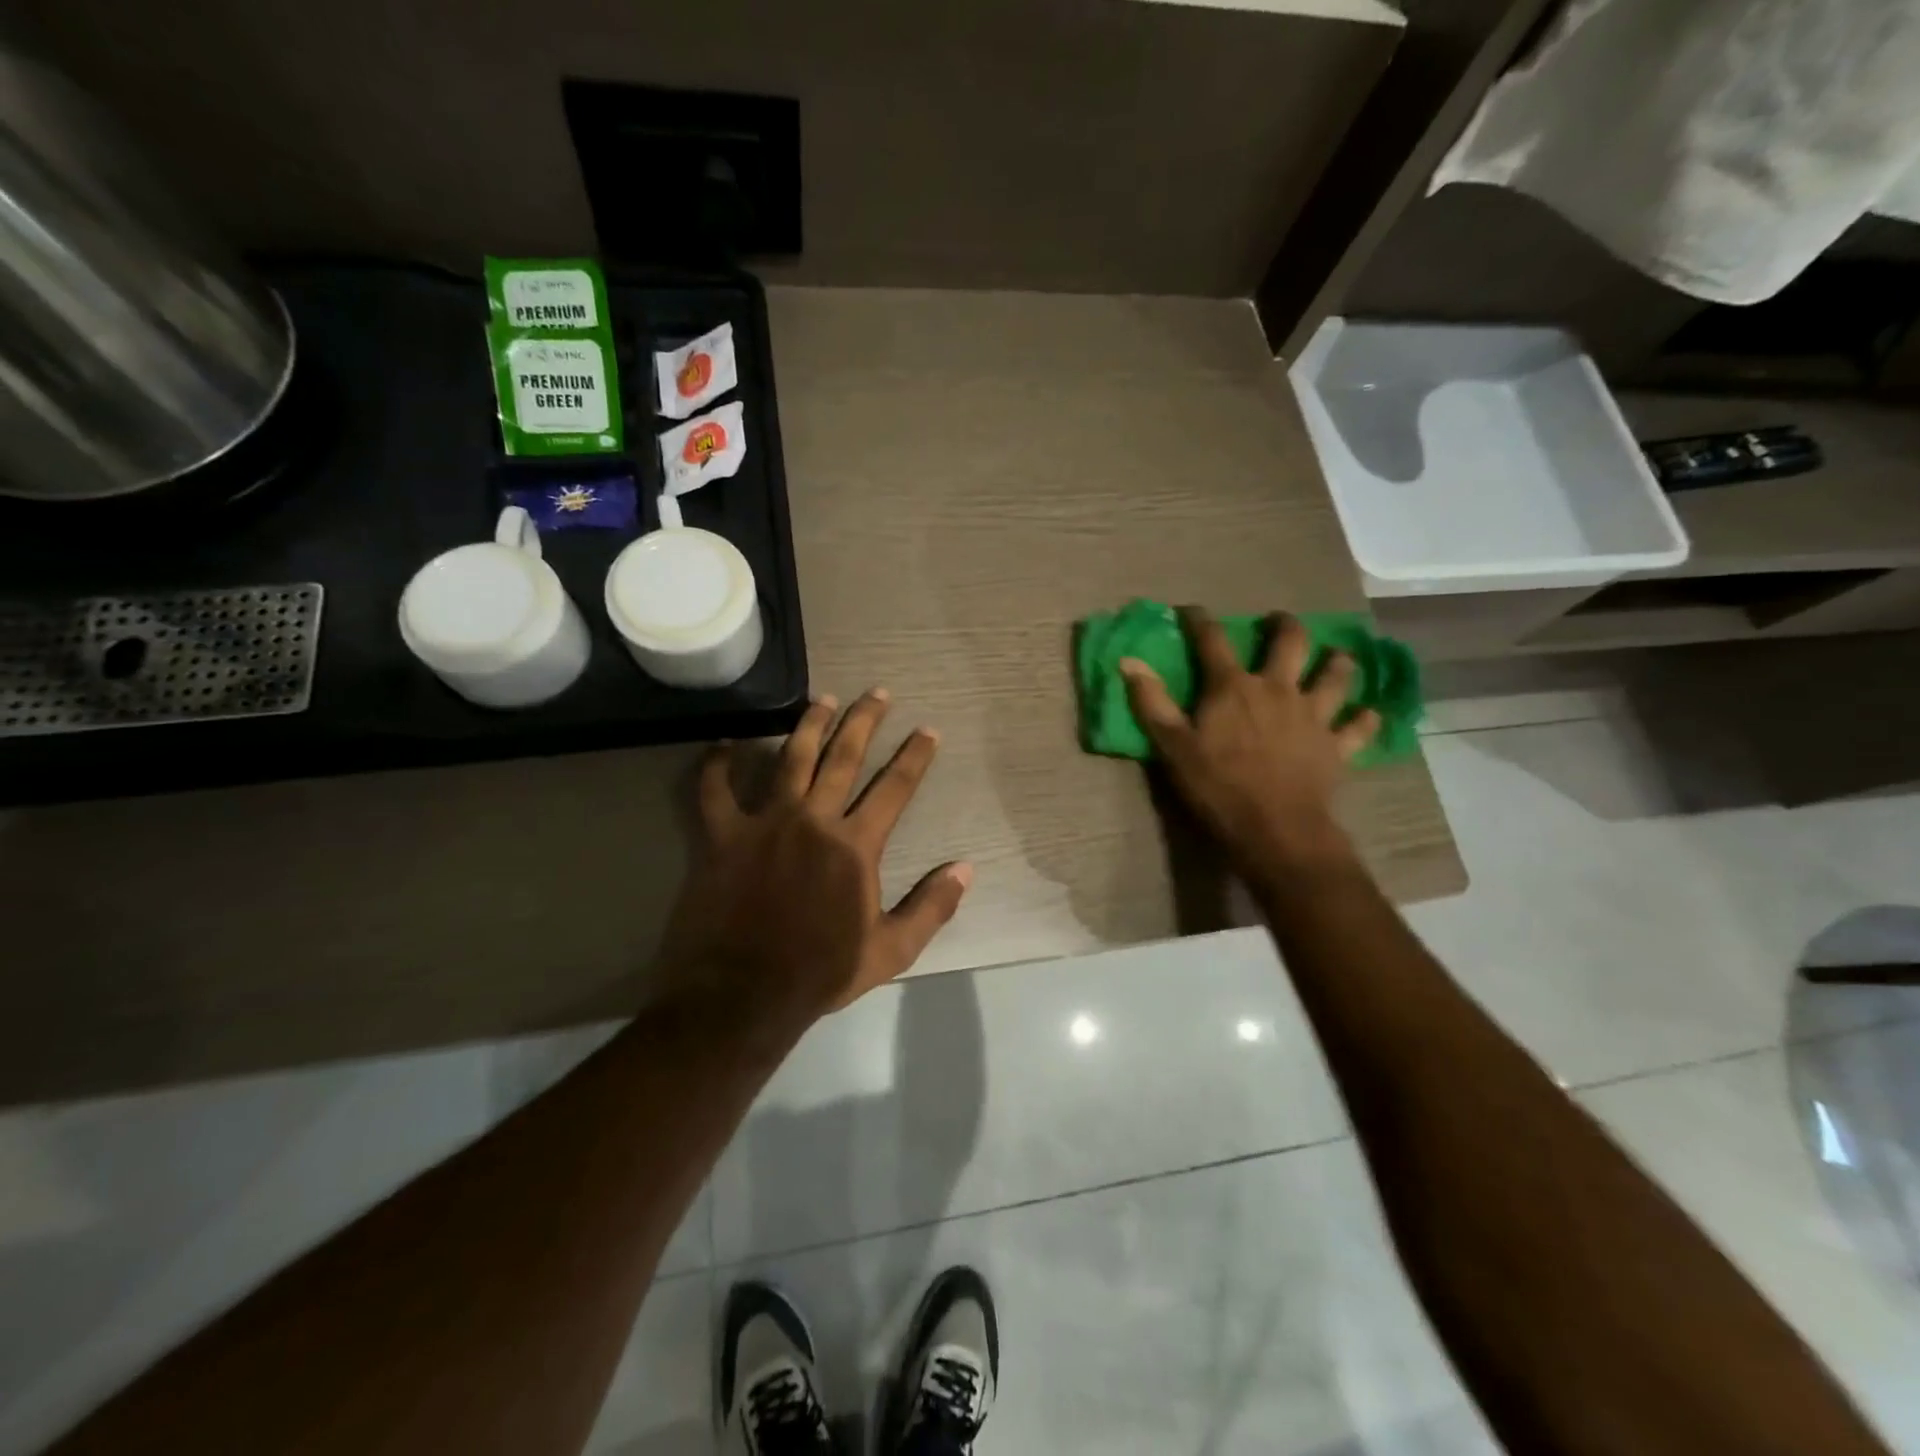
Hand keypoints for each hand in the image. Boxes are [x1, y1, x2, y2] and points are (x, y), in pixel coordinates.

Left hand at [655, 689, 971, 1039]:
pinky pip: (715, 791)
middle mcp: (814, 820)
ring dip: (809, 724)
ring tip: (824, 698)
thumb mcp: (891, 950)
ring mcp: (765, 823)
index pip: (895, 788)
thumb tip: (966, 869)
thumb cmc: (820, 972)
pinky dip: (717, 765)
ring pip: (790, 758)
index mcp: (855, 845)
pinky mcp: (722, 836)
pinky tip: (724, 743)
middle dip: (865, 721)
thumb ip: (931, 906)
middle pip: (844, 757)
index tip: (928, 730)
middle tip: (878, 693)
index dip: (915, 756)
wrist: (742, 994)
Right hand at [1119, 608, 1377, 874]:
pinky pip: (1359, 727)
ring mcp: (1313, 715)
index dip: (1199, 620)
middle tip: (1280, 622)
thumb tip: (1128, 662)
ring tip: (1336, 657)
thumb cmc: (1217, 786)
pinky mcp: (1337, 745)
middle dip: (1285, 626)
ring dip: (1338, 663)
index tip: (1190, 610)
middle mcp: (1278, 689)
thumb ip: (1151, 702)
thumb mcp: (1172, 746)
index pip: (1213, 640)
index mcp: (1233, 687)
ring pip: (1336, 675)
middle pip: (1290, 642)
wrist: (1274, 828)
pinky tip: (1368, 714)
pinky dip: (1365, 719)